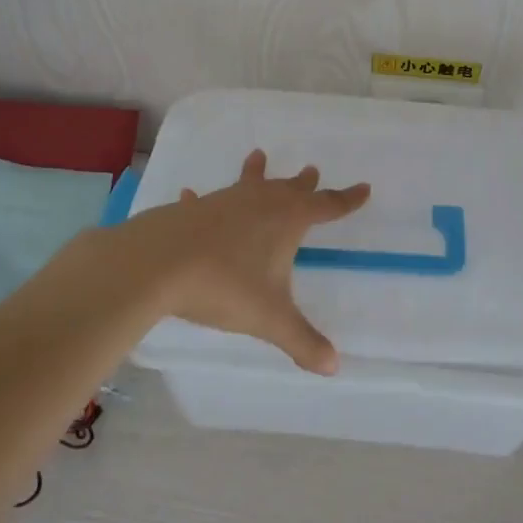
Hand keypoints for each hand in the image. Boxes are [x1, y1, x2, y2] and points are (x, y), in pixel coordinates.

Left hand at [115, 149, 369, 373]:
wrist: (157, 265)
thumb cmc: (224, 286)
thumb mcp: (270, 318)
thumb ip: (302, 341)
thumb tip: (333, 366)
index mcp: (286, 221)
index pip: (327, 206)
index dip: (347, 200)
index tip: (364, 188)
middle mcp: (259, 203)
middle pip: (288, 189)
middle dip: (304, 184)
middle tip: (312, 170)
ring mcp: (223, 202)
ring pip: (247, 184)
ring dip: (256, 174)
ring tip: (259, 156)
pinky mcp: (192, 211)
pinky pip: (203, 202)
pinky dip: (202, 200)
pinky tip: (189, 193)